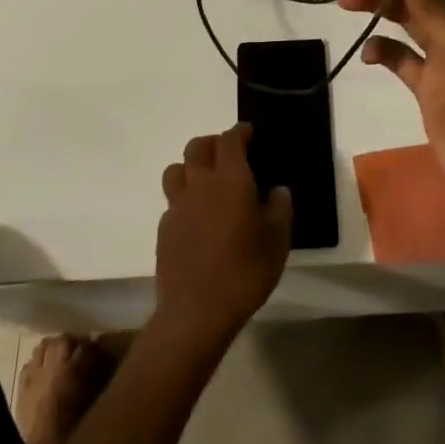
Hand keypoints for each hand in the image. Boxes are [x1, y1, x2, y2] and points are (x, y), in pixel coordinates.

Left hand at [153, 123, 291, 352]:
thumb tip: (277, 190)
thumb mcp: (278, 240)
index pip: (230, 140)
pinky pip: (172, 200)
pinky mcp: (164, 228)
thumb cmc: (245, 271)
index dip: (240, 132)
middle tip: (228, 154)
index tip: (249, 133)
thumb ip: (280, 208)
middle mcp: (200, 184)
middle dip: (213, 143)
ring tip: (206, 181)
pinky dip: (184, 198)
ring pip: (177, 169)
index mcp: (231, 179)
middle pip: (198, 147)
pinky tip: (196, 217)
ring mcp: (178, 205)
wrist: (196, 312)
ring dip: (191, 167)